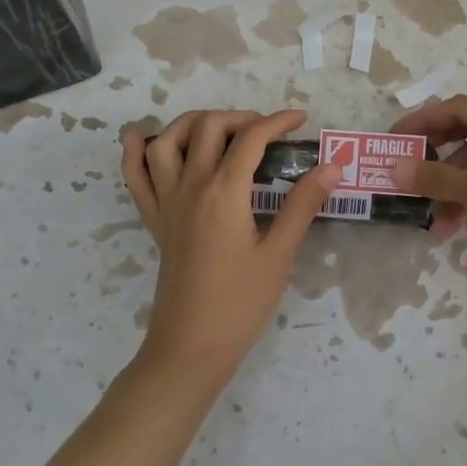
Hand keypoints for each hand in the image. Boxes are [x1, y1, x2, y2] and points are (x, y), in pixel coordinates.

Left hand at [120, 110, 341, 386]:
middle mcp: (191, 186)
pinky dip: (135, 150)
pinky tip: (142, 137)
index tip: (302, 120)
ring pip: (168, 141)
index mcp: (224, 192)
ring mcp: (167, 202)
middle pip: (209, 127)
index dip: (278, 121)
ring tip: (221, 128)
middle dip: (241, 117)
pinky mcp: (154, 220)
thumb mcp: (279, 254)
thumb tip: (331, 166)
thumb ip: (302, 204)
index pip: (251, 138)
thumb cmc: (240, 304)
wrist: (190, 348)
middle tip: (268, 132)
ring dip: (193, 122)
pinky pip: (134, 176)